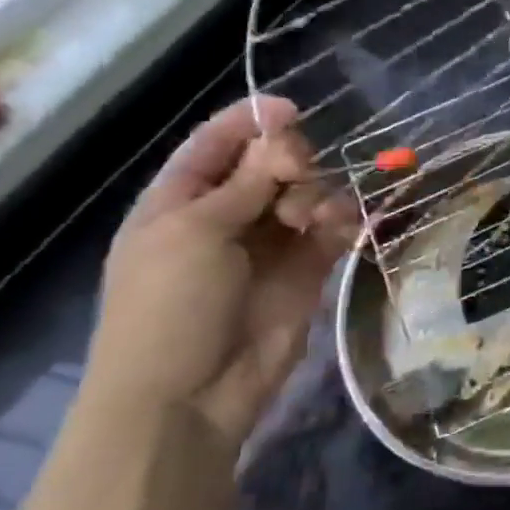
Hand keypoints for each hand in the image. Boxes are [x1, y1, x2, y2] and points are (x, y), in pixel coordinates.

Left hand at [84, 97, 357, 450]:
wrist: (187, 399)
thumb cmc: (169, 307)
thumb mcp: (194, 232)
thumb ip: (246, 181)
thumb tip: (283, 138)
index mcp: (180, 201)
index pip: (216, 144)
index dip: (250, 121)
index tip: (290, 110)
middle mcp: (226, 217)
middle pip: (268, 164)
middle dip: (289, 159)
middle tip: (296, 172)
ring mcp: (267, 245)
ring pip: (305, 194)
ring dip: (315, 193)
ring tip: (311, 217)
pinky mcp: (305, 272)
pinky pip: (329, 230)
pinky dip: (339, 220)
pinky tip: (339, 226)